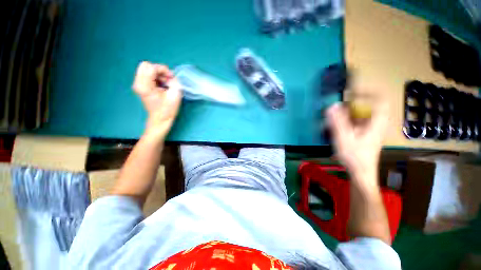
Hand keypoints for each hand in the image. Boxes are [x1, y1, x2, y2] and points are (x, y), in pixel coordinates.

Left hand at [133, 62, 181, 138]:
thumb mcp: (175, 94)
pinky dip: (156, 77)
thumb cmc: (168, 109)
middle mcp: (138, 83)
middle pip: (146, 65)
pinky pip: (147, 75)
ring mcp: (138, 84)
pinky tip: (162, 86)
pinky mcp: (140, 86)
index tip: (171, 78)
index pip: (151, 67)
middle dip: (159, 70)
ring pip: (147, 69)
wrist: (160, 119)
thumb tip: (169, 76)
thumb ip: (174, 81)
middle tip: (167, 80)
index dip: (163, 70)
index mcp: (144, 85)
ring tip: (165, 84)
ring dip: (158, 74)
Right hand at [326, 100, 388, 187]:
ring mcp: (371, 129)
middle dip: (350, 106)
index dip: (367, 93)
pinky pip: (357, 122)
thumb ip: (338, 121)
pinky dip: (346, 122)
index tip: (350, 94)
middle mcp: (377, 123)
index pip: (380, 99)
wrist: (361, 173)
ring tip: (333, 121)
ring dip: (346, 114)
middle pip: (367, 106)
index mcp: (377, 122)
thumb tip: (332, 105)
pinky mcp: (365, 134)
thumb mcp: (343, 138)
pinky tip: (336, 129)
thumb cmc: (354, 156)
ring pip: (360, 115)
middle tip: (336, 111)